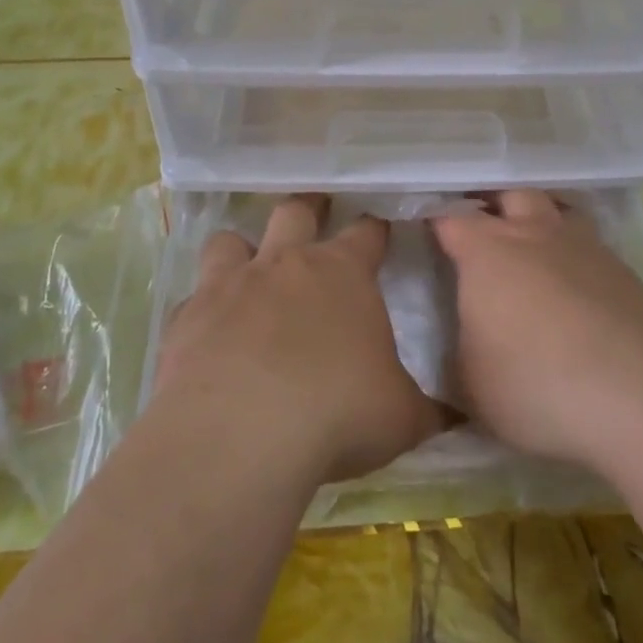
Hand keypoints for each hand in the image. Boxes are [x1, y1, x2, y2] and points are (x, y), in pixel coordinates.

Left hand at [154, 196, 444, 482]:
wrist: (240, 435)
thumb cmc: (338, 412)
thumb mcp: (400, 417)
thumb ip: (426, 409)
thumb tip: (455, 415)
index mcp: (342, 273)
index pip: (366, 233)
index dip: (375, 230)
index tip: (380, 230)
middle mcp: (285, 264)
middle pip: (296, 212)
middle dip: (308, 208)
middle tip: (315, 211)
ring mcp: (230, 285)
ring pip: (230, 240)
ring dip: (242, 249)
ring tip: (249, 268)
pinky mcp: (186, 319)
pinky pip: (193, 299)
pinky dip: (204, 309)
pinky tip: (210, 335)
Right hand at [432, 191, 642, 468]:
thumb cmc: (537, 385)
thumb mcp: (471, 388)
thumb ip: (456, 357)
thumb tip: (460, 346)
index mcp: (488, 252)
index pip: (449, 218)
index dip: (433, 222)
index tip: (421, 233)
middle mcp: (536, 234)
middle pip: (510, 195)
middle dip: (491, 205)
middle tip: (479, 230)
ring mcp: (586, 248)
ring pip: (557, 212)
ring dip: (538, 223)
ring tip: (530, 253)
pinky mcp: (625, 273)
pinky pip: (589, 248)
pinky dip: (574, 258)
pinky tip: (574, 290)